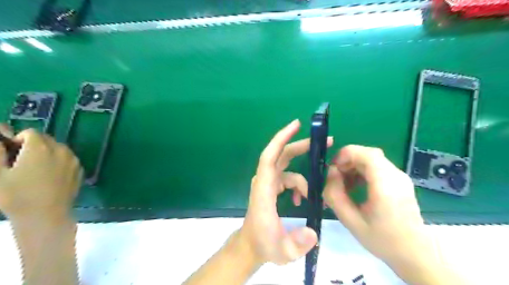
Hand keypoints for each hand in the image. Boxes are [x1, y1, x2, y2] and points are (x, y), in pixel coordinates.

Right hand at [0, 127, 82, 220]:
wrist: (46, 215)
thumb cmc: (17, 196)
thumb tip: (0, 139)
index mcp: (41, 148)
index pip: (31, 133)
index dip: (19, 139)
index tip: (12, 152)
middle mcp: (61, 150)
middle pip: (48, 139)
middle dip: (34, 145)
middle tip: (22, 161)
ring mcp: (74, 160)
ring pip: (60, 149)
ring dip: (48, 152)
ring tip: (36, 169)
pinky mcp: (80, 170)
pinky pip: (69, 159)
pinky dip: (60, 161)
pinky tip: (51, 176)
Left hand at [240, 118, 332, 264]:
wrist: (251, 246)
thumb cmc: (263, 245)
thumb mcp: (282, 251)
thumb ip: (297, 244)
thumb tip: (313, 233)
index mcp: (264, 189)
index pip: (270, 157)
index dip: (281, 139)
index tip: (296, 125)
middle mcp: (264, 181)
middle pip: (281, 155)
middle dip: (301, 146)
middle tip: (326, 142)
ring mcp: (267, 183)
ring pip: (287, 168)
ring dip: (304, 178)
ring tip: (314, 195)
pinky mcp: (271, 188)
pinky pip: (287, 178)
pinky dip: (298, 185)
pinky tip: (301, 200)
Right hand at [326, 145, 441, 283]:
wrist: (414, 254)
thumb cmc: (382, 240)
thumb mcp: (350, 221)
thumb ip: (335, 195)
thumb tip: (330, 173)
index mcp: (385, 185)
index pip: (366, 154)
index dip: (345, 155)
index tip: (332, 168)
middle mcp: (396, 176)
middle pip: (368, 155)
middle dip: (348, 162)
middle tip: (336, 178)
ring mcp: (400, 178)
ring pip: (372, 160)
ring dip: (354, 167)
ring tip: (345, 185)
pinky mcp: (400, 182)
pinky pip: (378, 168)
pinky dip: (363, 172)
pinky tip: (357, 187)